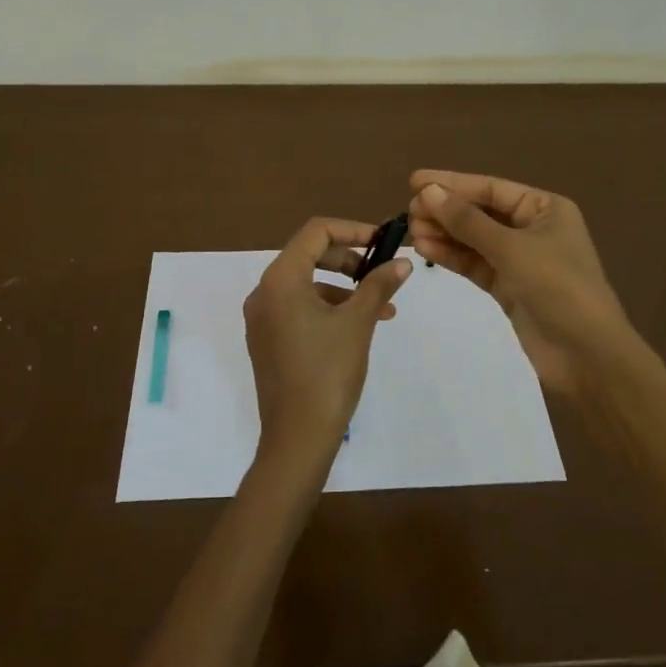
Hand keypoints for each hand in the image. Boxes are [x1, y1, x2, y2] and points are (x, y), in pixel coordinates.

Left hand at [243, 217, 411, 477]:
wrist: (297, 437)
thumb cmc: (328, 372)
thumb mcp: (359, 323)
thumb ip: (379, 285)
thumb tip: (403, 261)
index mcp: (280, 279)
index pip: (316, 232)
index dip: (353, 230)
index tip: (384, 241)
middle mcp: (264, 292)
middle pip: (309, 255)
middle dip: (350, 260)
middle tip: (382, 272)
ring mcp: (262, 318)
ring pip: (307, 284)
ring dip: (345, 288)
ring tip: (382, 309)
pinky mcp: (267, 340)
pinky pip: (298, 308)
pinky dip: (328, 308)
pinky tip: (358, 327)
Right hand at [407, 170, 630, 398]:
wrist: (587, 355)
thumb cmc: (558, 287)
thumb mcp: (511, 248)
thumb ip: (467, 221)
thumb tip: (428, 192)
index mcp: (545, 209)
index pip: (491, 188)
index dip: (452, 184)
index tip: (415, 182)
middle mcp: (532, 229)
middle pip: (481, 212)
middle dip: (446, 211)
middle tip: (409, 212)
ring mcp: (520, 260)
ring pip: (474, 239)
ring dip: (444, 234)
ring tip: (411, 232)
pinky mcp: (508, 287)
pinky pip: (475, 264)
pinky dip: (452, 256)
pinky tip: (425, 250)